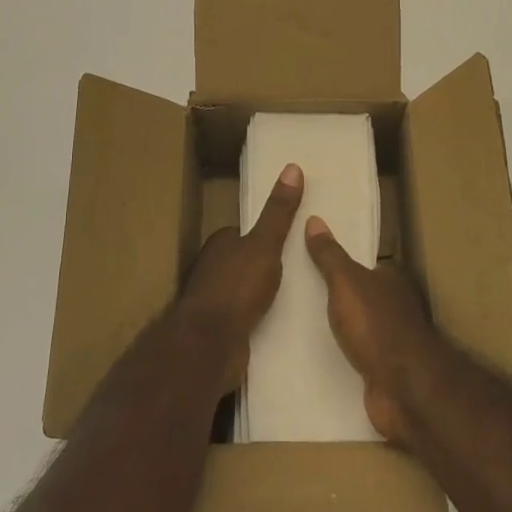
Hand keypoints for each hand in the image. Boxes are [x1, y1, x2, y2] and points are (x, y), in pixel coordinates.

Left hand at [177, 163, 304, 388]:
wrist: (210, 345)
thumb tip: (292, 167)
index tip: (290, 237)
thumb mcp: (265, 244)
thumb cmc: (236, 287)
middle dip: (266, 264)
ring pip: (244, 290)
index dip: (265, 233)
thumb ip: (278, 212)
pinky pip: (246, 317)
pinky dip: (260, 317)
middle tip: (302, 267)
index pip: (243, 232)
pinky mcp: (221, 330)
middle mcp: (212, 269)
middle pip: (244, 260)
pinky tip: (282, 323)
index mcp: (220, 244)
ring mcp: (215, 301)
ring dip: (264, 293)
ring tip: (298, 295)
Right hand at [304, 216, 439, 444]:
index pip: (366, 264)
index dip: (344, 262)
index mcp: (391, 279)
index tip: (316, 261)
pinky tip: (320, 355)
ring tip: (303, 323)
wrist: (403, 388)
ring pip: (361, 325)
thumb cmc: (375, 325)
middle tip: (300, 291)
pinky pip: (359, 354)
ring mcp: (392, 340)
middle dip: (339, 295)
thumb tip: (314, 219)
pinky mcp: (384, 370)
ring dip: (342, 326)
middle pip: (364, 294)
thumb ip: (329, 255)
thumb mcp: (345, 282)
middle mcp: (396, 306)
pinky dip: (344, 353)